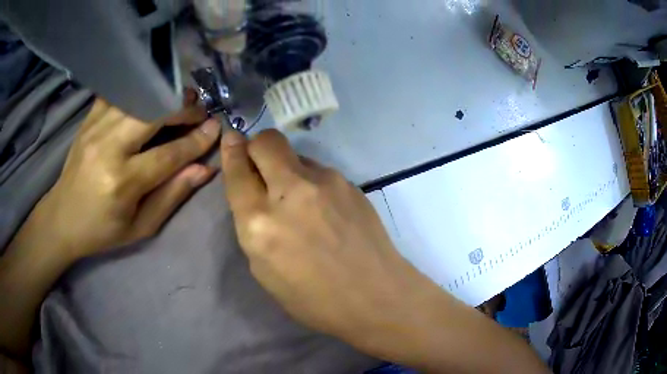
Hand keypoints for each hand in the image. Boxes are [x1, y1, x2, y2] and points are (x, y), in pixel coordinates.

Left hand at [33, 98, 219, 259]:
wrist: (62, 218)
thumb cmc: (102, 230)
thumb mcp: (140, 227)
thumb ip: (172, 196)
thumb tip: (204, 170)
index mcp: (122, 182)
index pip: (169, 154)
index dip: (197, 141)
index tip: (216, 128)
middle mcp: (109, 148)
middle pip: (154, 113)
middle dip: (183, 109)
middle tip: (199, 112)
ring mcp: (96, 128)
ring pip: (139, 97)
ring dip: (164, 96)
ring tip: (179, 102)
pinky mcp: (89, 119)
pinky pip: (119, 92)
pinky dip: (138, 91)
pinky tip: (148, 98)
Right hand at [220, 129, 439, 353]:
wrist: (375, 296)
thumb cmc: (313, 299)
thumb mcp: (264, 271)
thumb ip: (252, 226)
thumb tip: (254, 194)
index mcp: (259, 223)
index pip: (238, 170)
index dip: (231, 151)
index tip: (231, 138)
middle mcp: (290, 192)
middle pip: (266, 141)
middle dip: (257, 146)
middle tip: (261, 165)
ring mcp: (325, 182)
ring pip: (295, 154)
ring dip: (287, 169)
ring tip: (301, 201)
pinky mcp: (350, 183)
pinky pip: (319, 171)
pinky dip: (312, 182)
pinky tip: (325, 209)